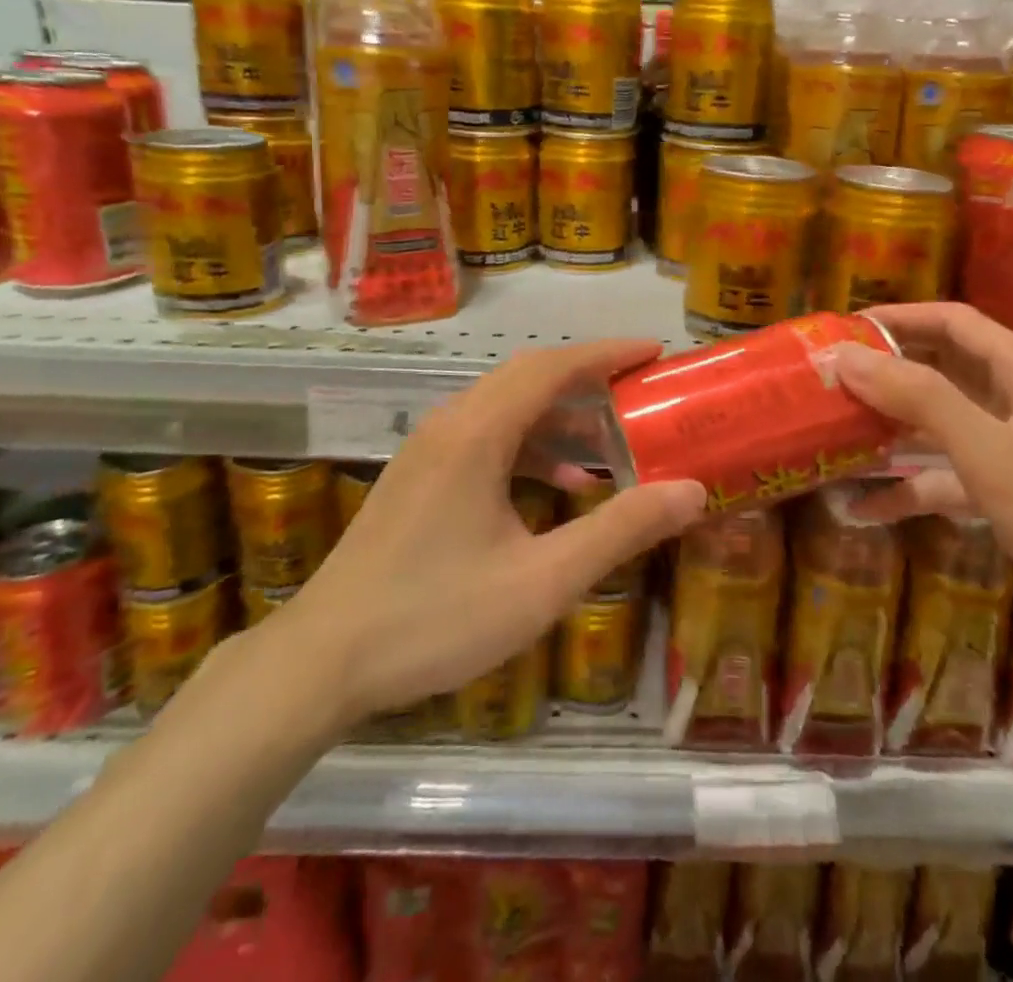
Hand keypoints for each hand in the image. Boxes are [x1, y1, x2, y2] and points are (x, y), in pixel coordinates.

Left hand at [264, 340, 707, 727]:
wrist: (322, 659)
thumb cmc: (435, 617)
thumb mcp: (542, 581)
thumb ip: (618, 530)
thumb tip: (689, 491)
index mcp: (477, 432)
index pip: (552, 367)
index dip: (607, 354)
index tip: (654, 353)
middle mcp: (451, 424)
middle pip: (528, 377)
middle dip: (588, 379)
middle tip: (640, 393)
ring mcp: (428, 448)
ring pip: (504, 407)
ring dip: (558, 416)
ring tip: (608, 446)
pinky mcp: (418, 475)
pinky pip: (484, 437)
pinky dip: (528, 445)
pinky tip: (554, 486)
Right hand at [833, 303, 1012, 679]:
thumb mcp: (991, 451)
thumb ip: (918, 398)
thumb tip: (844, 355)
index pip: (951, 321)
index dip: (896, 318)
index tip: (839, 330)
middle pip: (943, 369)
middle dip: (886, 373)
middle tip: (827, 381)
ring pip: (943, 424)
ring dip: (892, 429)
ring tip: (834, 433)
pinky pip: (952, 477)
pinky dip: (913, 487)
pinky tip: (865, 509)